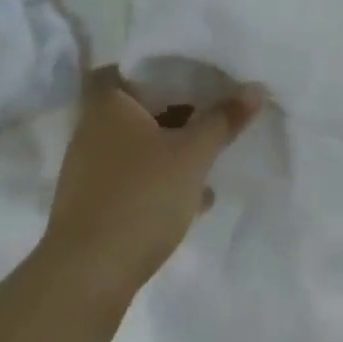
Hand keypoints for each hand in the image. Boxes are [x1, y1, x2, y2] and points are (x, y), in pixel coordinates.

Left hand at [42, 67, 262, 292]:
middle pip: (140, 105)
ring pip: (140, 143)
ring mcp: (91, 170)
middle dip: (177, 108)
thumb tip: (254, 89)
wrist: (88, 277)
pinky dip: (162, 178)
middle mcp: (92, 131)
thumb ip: (223, 119)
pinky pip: (136, 176)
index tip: (193, 67)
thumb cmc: (141, 196)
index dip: (159, 64)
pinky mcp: (96, 204)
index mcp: (109, 106)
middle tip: (214, 105)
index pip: (129, 66)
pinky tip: (196, 196)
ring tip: (212, 151)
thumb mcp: (193, 154)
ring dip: (172, 146)